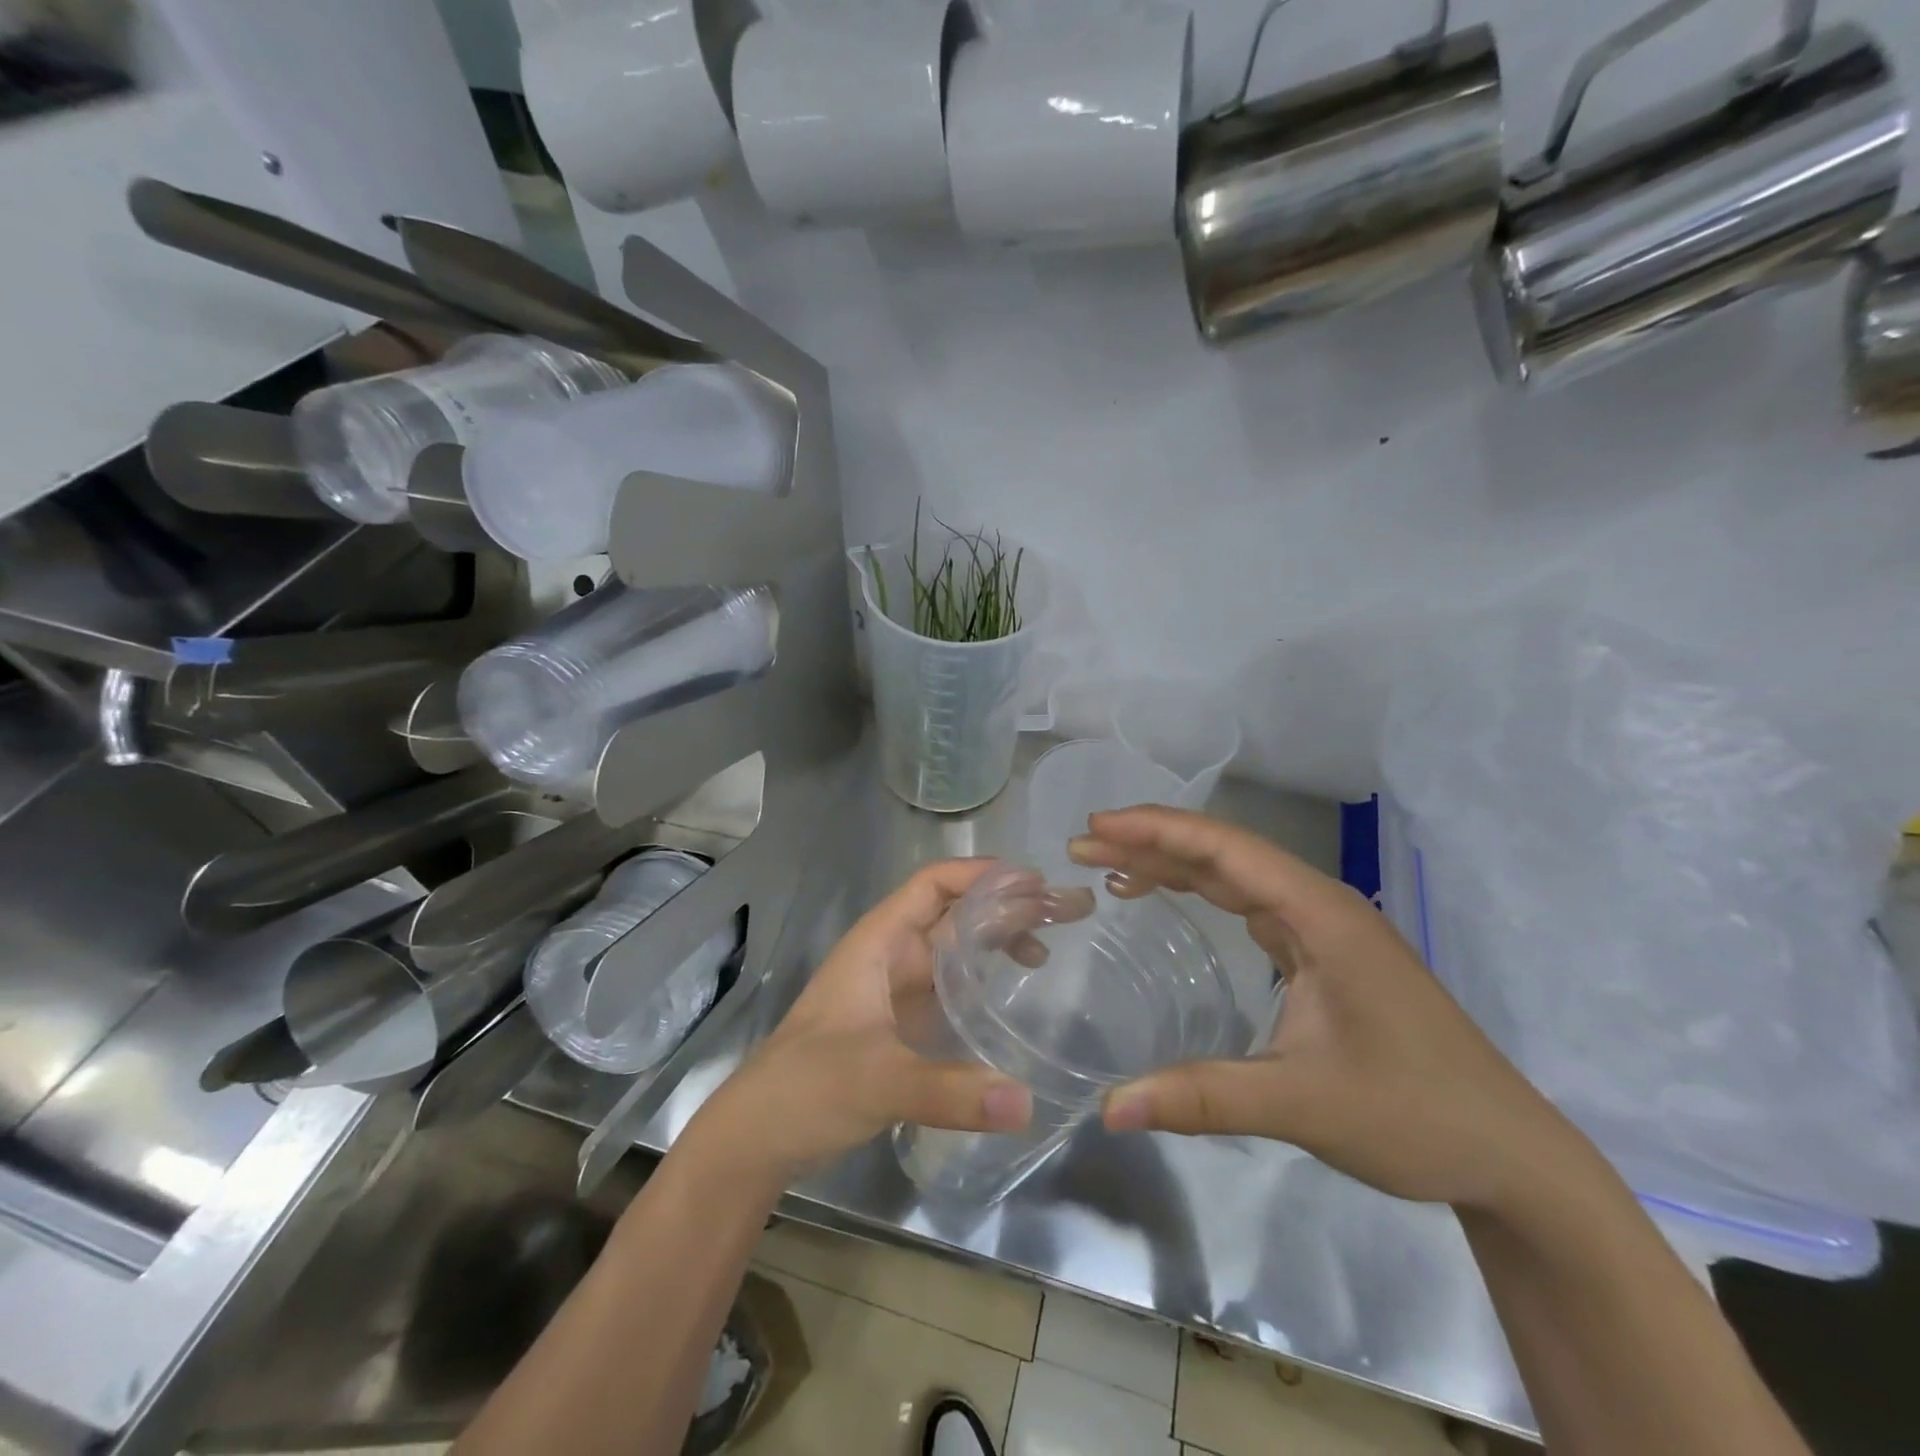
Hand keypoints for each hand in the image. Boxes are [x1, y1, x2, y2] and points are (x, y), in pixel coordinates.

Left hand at [689, 861, 1032, 1185]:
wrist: (758, 1136)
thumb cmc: (806, 1087)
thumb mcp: (877, 1082)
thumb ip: (949, 1092)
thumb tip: (1027, 1103)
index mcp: (878, 944)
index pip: (932, 886)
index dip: (979, 875)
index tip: (1032, 882)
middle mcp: (890, 957)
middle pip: (953, 915)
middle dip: (1003, 907)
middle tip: (1062, 911)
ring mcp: (895, 992)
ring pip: (953, 952)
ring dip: (996, 942)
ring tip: (1047, 948)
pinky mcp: (900, 1026)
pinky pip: (950, 989)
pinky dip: (982, 983)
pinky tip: (1011, 995)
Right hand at [1069, 808, 1591, 1211]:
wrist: (1509, 1154)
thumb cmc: (1416, 1115)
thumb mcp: (1303, 1104)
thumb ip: (1203, 1097)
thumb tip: (1109, 1109)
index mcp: (1322, 915)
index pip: (1226, 850)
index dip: (1158, 831)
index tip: (1097, 825)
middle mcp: (1321, 907)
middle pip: (1225, 852)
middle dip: (1152, 841)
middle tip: (1084, 843)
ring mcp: (1324, 929)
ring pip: (1236, 875)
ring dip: (1173, 863)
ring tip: (1109, 864)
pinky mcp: (1322, 955)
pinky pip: (1248, 904)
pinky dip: (1200, 892)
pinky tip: (1168, 898)